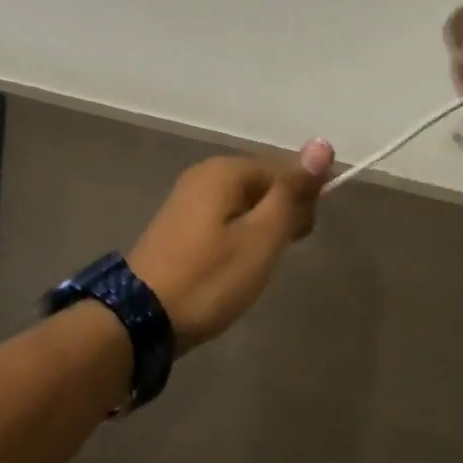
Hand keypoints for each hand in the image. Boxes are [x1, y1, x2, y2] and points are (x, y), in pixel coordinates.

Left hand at [127, 141, 335, 351]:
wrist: (140, 319)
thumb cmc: (210, 278)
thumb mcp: (261, 237)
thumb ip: (292, 191)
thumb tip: (322, 143)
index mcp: (226, 170)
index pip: (284, 170)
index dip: (302, 201)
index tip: (301, 239)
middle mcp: (204, 173)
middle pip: (263, 184)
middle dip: (280, 214)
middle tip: (274, 257)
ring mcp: (187, 198)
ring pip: (243, 203)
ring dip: (260, 229)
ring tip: (255, 267)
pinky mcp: (178, 224)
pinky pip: (223, 218)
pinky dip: (237, 236)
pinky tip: (232, 266)